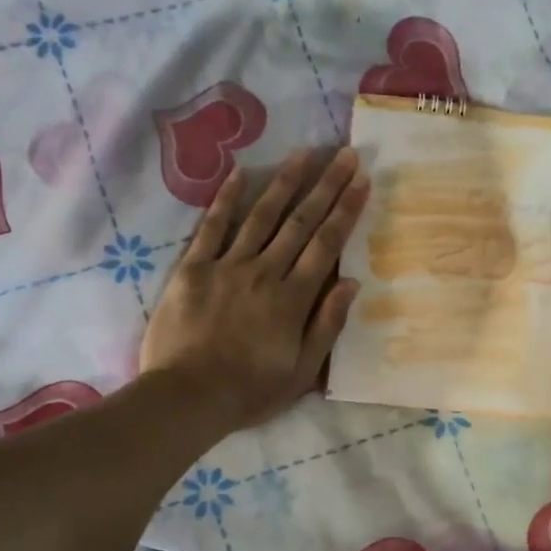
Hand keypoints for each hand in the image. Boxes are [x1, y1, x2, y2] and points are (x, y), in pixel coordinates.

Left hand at [140, 146, 369, 433]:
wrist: (187, 397)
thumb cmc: (249, 392)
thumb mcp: (302, 372)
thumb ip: (327, 325)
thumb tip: (351, 282)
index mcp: (293, 299)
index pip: (326, 245)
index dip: (346, 210)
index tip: (362, 180)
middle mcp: (264, 272)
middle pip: (300, 222)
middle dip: (326, 186)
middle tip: (345, 154)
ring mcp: (227, 267)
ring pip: (261, 216)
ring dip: (285, 182)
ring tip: (305, 152)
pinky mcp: (193, 269)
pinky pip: (212, 227)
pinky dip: (226, 200)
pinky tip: (240, 174)